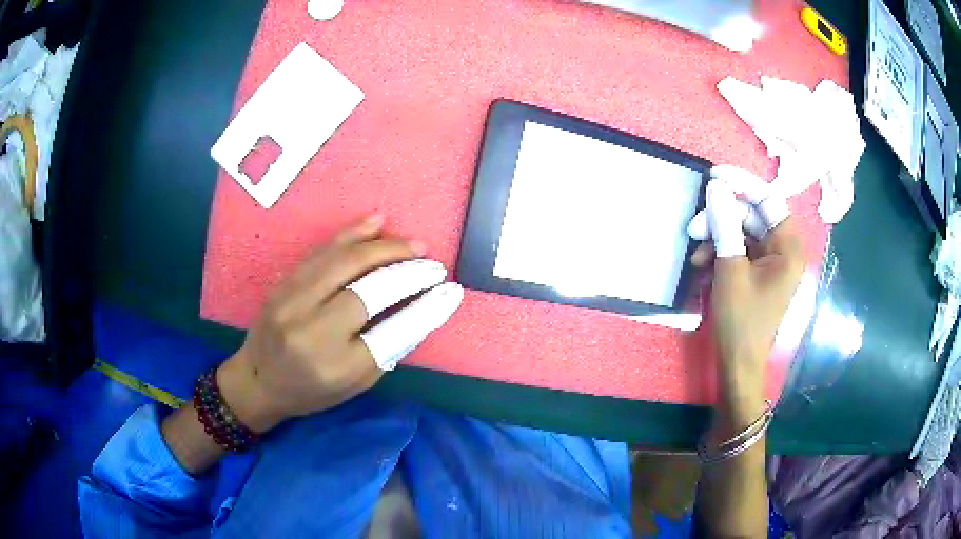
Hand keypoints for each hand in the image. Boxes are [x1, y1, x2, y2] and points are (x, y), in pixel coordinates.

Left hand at [217, 215, 463, 433]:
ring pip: (345, 262)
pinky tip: (377, 223)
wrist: (258, 379)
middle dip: (409, 272)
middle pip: (370, 290)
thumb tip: (421, 309)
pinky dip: (353, 234)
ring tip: (414, 244)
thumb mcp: (355, 384)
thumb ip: (387, 348)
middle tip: (434, 265)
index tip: (450, 291)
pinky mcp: (283, 283)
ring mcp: (292, 303)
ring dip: (385, 248)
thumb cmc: (311, 390)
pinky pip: (322, 251)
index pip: (393, 332)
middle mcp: (312, 333)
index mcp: (337, 367)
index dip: (426, 308)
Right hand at [689, 166, 803, 403]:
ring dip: (717, 238)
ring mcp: (771, 261)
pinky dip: (720, 253)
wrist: (738, 364)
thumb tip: (716, 188)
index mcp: (789, 247)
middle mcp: (784, 249)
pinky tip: (703, 266)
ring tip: (696, 257)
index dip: (741, 183)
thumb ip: (725, 226)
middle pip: (752, 216)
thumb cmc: (740, 320)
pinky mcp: (759, 272)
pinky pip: (740, 249)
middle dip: (721, 219)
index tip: (713, 176)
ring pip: (742, 232)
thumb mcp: (730, 271)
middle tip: (694, 228)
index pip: (768, 200)